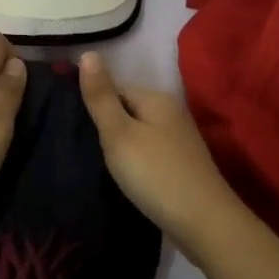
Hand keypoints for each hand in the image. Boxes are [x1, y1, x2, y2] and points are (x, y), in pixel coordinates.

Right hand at [78, 52, 244, 255]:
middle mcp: (172, 112)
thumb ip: (101, 96)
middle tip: (82, 147)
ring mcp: (180, 141)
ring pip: (139, 132)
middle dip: (106, 124)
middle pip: (128, 108)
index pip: (115, 87)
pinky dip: (135, 161)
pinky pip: (150, 152)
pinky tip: (126, 177)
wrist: (206, 226)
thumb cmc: (156, 175)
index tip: (73, 125)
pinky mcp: (183, 166)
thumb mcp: (119, 134)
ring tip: (98, 163)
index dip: (93, 103)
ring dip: (121, 144)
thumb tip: (87, 53)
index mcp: (157, 98)